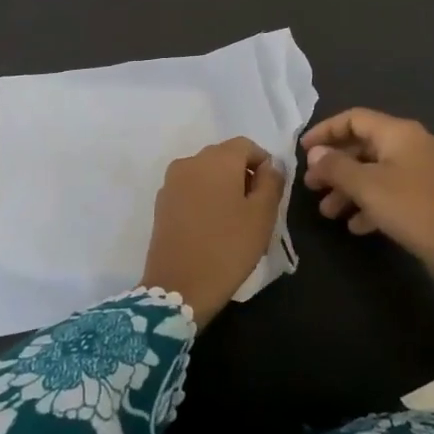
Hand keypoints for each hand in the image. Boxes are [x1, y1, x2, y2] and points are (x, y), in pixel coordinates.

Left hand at [141, 138, 285, 324]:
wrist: (179, 288)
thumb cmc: (228, 248)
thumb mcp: (262, 215)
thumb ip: (271, 182)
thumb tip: (270, 165)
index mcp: (217, 159)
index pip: (246, 145)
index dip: (263, 164)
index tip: (271, 193)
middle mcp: (190, 161)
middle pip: (224, 157)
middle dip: (243, 175)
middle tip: (256, 209)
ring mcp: (172, 182)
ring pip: (207, 173)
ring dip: (223, 187)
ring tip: (234, 221)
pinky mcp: (161, 203)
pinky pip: (191, 189)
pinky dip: (205, 198)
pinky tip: (212, 227)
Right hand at [301, 109, 433, 316]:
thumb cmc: (413, 210)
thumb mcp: (368, 187)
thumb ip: (336, 167)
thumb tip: (316, 153)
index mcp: (402, 132)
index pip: (355, 118)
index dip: (326, 131)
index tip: (303, 151)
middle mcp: (417, 143)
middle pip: (366, 145)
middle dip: (336, 166)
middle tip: (312, 186)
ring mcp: (429, 169)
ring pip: (380, 171)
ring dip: (351, 188)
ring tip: (329, 212)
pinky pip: (396, 190)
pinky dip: (374, 202)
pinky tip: (357, 226)